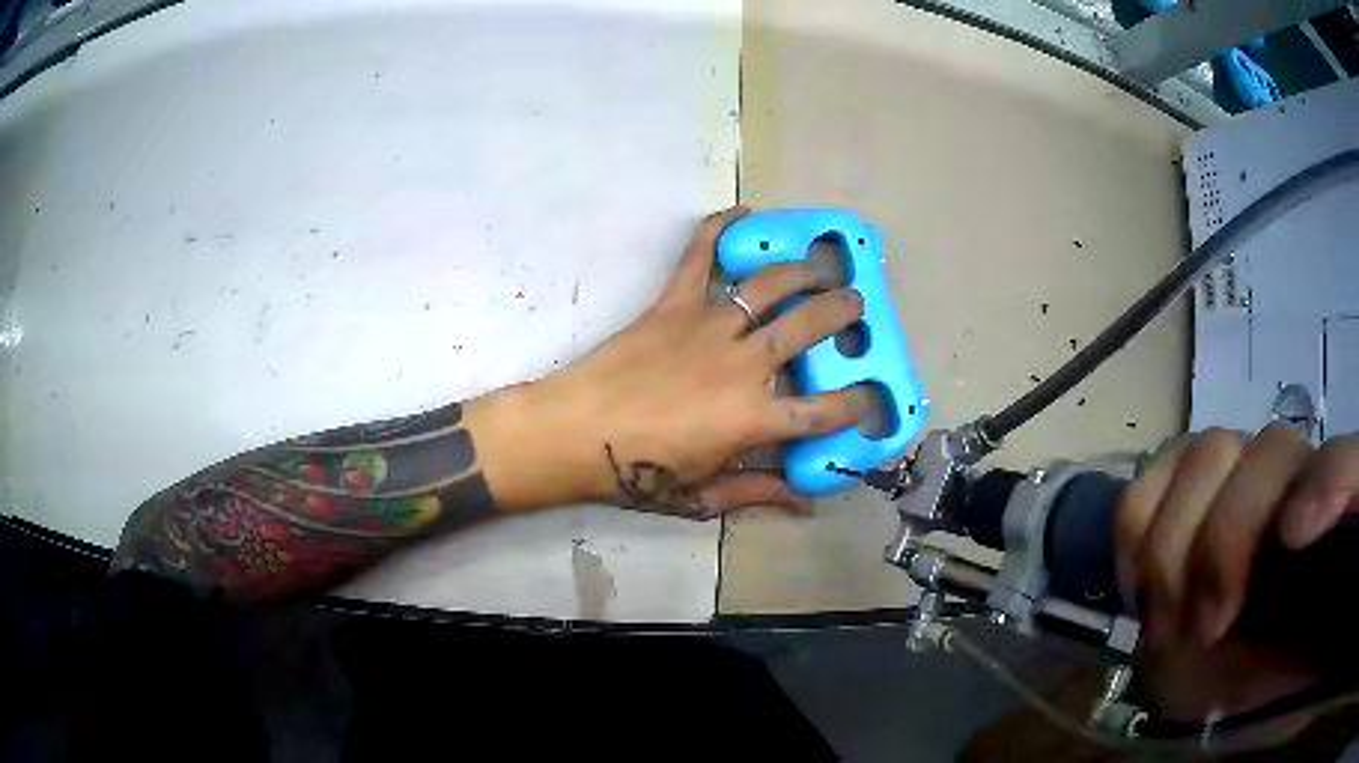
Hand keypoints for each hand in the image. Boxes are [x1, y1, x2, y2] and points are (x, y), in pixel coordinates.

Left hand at [469, 207, 867, 517]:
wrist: (573, 432)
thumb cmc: (634, 473)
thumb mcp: (700, 495)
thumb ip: (756, 492)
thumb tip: (802, 502)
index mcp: (753, 418)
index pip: (822, 410)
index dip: (854, 404)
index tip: (868, 396)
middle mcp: (743, 363)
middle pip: (808, 327)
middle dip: (842, 312)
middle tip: (856, 304)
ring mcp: (708, 326)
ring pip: (769, 285)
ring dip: (804, 270)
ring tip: (822, 264)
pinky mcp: (672, 304)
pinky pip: (699, 256)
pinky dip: (719, 228)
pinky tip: (742, 211)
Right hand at [1115, 425, 1358, 719]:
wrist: (1221, 682)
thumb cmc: (1268, 678)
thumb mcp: (1306, 665)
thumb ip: (1328, 630)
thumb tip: (1341, 597)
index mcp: (1334, 520)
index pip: (1348, 461)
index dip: (1329, 480)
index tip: (1294, 538)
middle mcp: (1294, 481)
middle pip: (1269, 451)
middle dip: (1227, 542)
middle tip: (1205, 628)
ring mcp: (1238, 478)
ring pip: (1207, 454)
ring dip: (1176, 545)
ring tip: (1168, 622)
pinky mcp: (1183, 494)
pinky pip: (1150, 480)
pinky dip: (1138, 531)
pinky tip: (1142, 589)